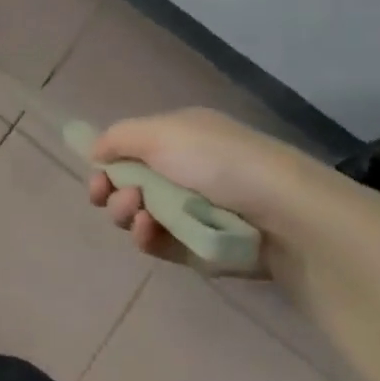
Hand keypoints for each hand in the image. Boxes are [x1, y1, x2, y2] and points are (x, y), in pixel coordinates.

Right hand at [86, 108, 315, 273]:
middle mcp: (184, 172)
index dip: (107, 164)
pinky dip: (148, 238)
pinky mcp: (199, 248)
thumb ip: (118, 137)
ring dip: (128, 214)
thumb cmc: (219, 161)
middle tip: (122, 198)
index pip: (130, 151)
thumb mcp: (162, 132)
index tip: (97, 177)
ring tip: (141, 214)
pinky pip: (160, 244)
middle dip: (113, 192)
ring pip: (139, 216)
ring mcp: (192, 212)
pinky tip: (149, 233)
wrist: (284, 215)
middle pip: (128, 185)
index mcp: (179, 140)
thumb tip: (95, 151)